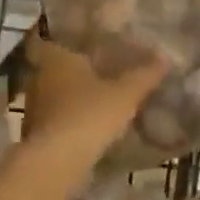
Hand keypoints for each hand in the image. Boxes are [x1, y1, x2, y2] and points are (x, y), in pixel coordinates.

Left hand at [17, 30, 166, 152]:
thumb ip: (144, 75)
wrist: (57, 162)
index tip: (88, 40)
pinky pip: (55, 115)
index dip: (70, 37)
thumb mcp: (125, 94)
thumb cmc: (89, 114)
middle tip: (101, 67)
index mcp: (57, 56)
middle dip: (75, 68)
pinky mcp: (35, 131)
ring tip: (98, 96)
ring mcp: (34, 105)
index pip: (56, 37)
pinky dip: (69, 117)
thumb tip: (165, 57)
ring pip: (55, 92)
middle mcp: (39, 76)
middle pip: (56, 65)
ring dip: (72, 94)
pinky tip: (88, 123)